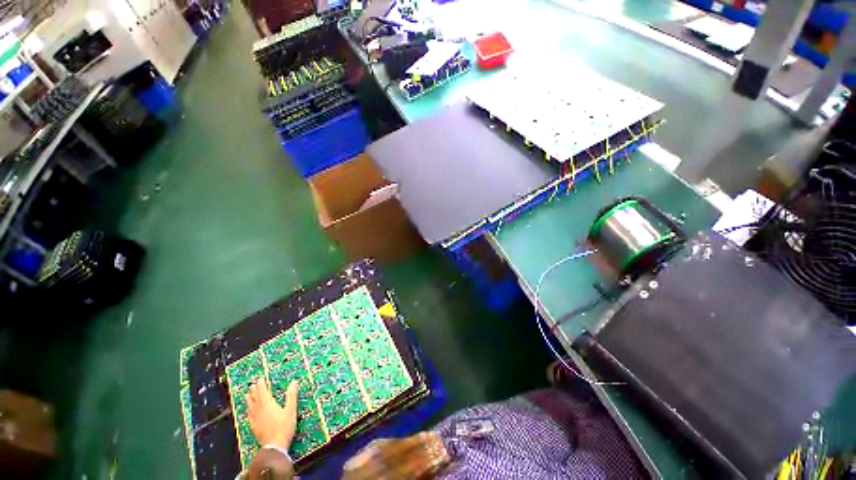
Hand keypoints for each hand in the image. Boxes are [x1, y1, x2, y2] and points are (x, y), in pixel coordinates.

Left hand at [245, 379, 298, 450]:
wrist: (275, 446)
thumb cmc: (284, 427)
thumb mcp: (291, 410)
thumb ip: (291, 395)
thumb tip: (293, 382)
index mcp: (269, 405)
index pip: (263, 392)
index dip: (261, 385)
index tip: (260, 379)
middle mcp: (260, 410)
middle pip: (256, 398)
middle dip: (254, 391)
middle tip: (253, 384)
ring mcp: (256, 419)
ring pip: (251, 407)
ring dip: (249, 400)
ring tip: (247, 395)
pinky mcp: (254, 427)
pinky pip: (249, 416)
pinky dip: (248, 411)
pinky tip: (248, 411)